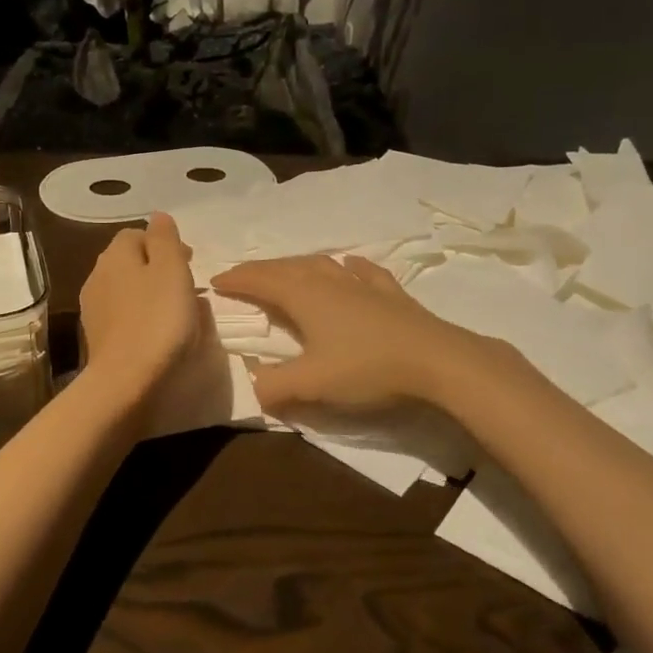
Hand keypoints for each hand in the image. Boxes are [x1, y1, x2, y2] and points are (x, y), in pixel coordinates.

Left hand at [79, 213, 202, 399]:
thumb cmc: (157, 320)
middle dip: (156, 268)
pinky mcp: (97, 336)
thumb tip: (158, 216)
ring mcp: (93, 308)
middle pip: (130, 261)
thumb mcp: (172, 270)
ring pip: (126, 289)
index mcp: (115, 255)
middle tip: (186, 287)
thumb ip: (165, 238)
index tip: (190, 262)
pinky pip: (123, 315)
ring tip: (175, 312)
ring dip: (148, 294)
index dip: (164, 244)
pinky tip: (157, 334)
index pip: (137, 233)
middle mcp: (98, 275)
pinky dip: (140, 317)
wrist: (126, 380)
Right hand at [213, 254, 494, 413]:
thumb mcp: (312, 384)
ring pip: (321, 265)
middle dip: (260, 270)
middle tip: (242, 276)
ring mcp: (362, 284)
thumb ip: (276, 386)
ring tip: (286, 271)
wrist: (436, 360)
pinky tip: (350, 265)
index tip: (216, 281)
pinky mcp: (390, 293)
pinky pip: (363, 271)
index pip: (261, 281)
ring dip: (297, 266)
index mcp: (304, 296)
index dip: (237, 280)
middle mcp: (329, 281)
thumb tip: (254, 388)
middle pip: (287, 267)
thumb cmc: (367, 368)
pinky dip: (348, 267)